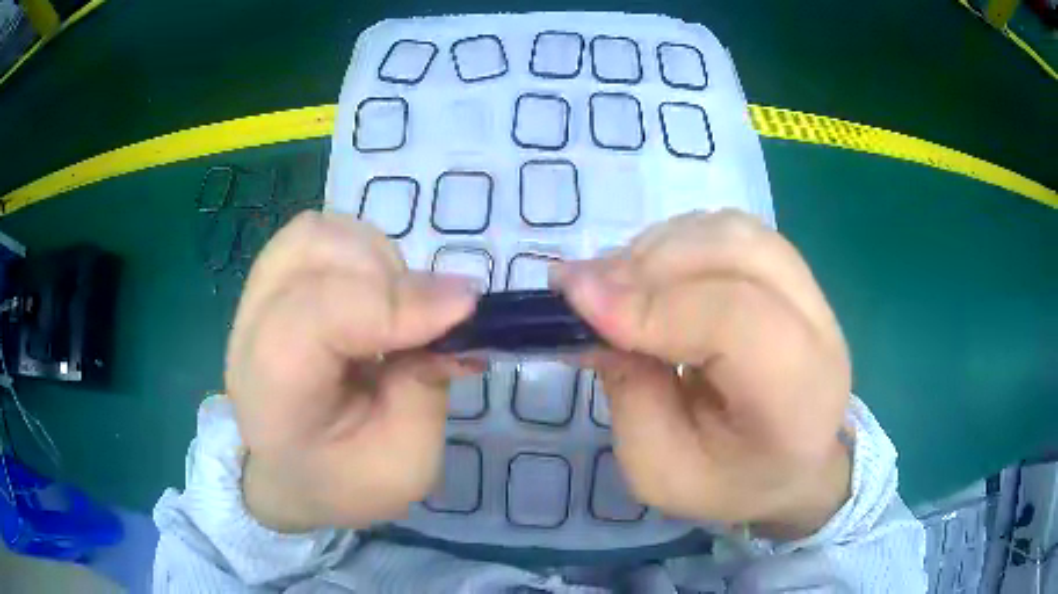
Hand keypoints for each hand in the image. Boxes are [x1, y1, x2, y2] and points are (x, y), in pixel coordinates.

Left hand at [225, 212, 479, 531]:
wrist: (289, 474)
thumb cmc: (343, 480)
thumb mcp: (405, 463)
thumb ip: (427, 387)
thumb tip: (455, 310)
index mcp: (273, 392)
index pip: (317, 314)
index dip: (393, 301)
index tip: (465, 309)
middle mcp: (250, 331)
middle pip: (313, 253)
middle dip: (388, 276)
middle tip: (424, 321)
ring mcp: (255, 299)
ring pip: (317, 234)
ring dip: (374, 258)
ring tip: (396, 307)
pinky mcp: (271, 283)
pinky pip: (318, 236)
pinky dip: (359, 251)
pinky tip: (372, 293)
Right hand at [554, 211, 851, 539]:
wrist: (789, 465)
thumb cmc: (727, 481)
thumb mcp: (659, 470)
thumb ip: (628, 393)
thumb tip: (591, 311)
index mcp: (798, 400)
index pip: (737, 322)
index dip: (655, 303)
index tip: (575, 300)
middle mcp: (819, 332)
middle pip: (737, 255)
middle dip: (647, 266)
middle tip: (581, 290)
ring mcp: (813, 293)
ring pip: (732, 232)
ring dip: (659, 247)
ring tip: (614, 284)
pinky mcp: (793, 274)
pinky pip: (730, 230)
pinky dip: (678, 240)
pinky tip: (651, 274)